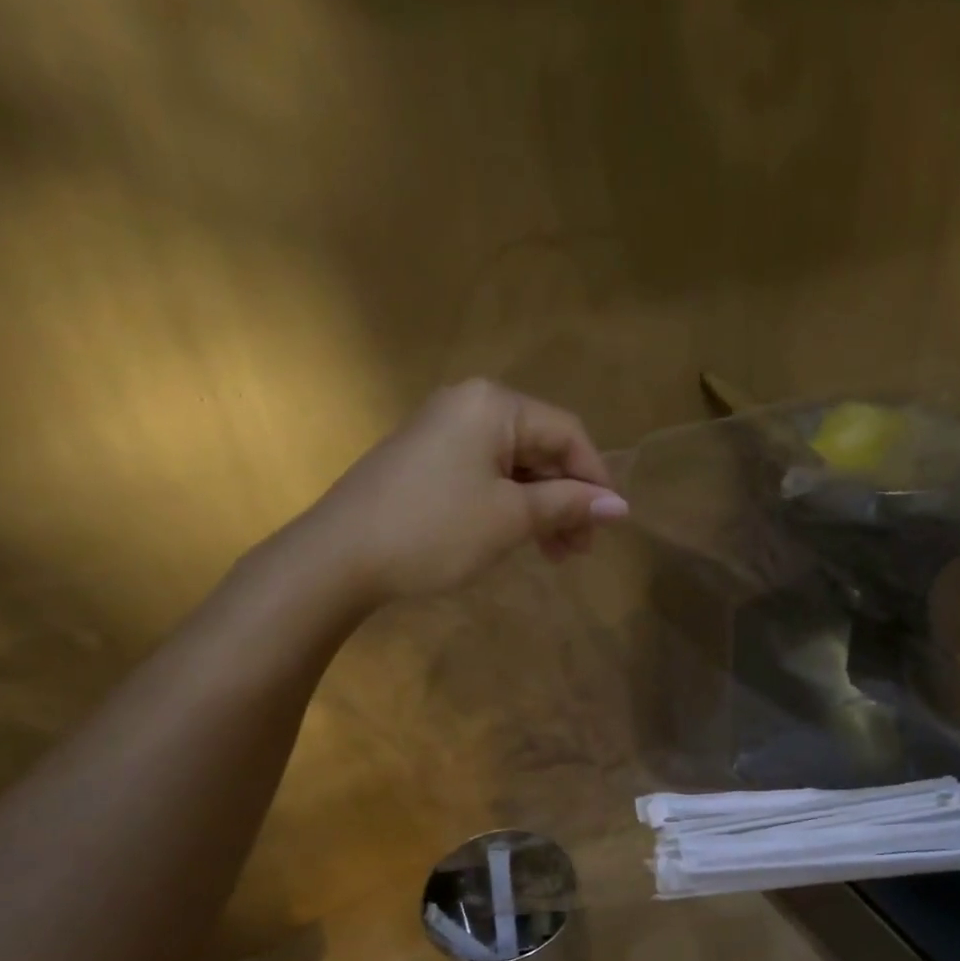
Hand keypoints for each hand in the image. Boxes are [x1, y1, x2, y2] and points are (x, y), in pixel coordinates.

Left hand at [311, 379, 628, 603]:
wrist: (340, 556)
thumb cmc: (435, 529)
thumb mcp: (510, 518)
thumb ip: (567, 505)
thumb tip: (619, 506)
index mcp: (494, 405)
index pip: (567, 433)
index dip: (595, 478)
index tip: (610, 525)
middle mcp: (469, 405)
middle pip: (540, 448)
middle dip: (566, 499)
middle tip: (579, 549)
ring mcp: (443, 432)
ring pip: (513, 466)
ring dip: (540, 508)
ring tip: (554, 555)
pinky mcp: (426, 460)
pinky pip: (484, 476)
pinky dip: (508, 506)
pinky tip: (518, 538)